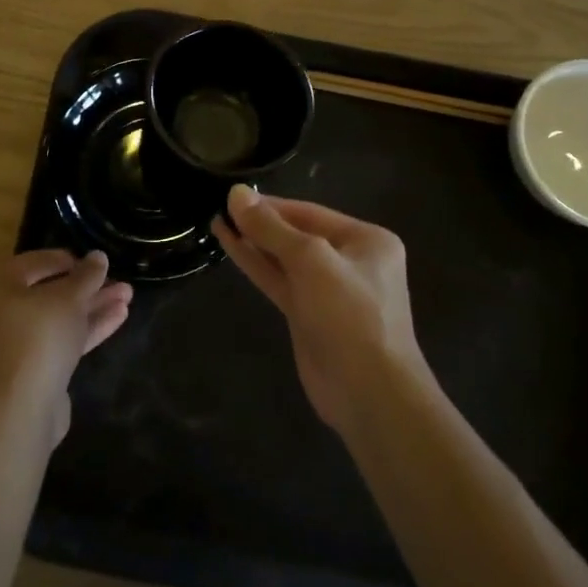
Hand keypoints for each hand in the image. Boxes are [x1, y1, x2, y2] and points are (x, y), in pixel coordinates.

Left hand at [0, 250, 132, 442]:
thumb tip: (98, 256)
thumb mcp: (68, 299)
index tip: (95, 263)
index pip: (34, 263)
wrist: (17, 414)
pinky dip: (86, 330)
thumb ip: (86, 276)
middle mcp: (0, 314)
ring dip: (93, 308)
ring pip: (59, 320)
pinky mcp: (31, 374)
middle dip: (88, 288)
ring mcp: (15, 346)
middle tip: (120, 282)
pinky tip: (119, 318)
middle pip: (50, 293)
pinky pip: (60, 343)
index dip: (68, 260)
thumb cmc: (37, 339)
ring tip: (128, 297)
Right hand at [212, 186, 426, 432]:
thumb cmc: (349, 314)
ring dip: (254, 242)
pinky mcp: (310, 318)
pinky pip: (280, 282)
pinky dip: (256, 265)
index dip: (271, 205)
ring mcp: (330, 292)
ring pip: (285, 260)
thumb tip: (236, 193)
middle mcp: (351, 261)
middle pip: (298, 234)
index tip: (233, 196)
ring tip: (218, 222)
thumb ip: (271, 227)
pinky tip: (230, 247)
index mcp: (367, 240)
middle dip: (261, 223)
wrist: (369, 394)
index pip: (310, 212)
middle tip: (221, 208)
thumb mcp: (310, 260)